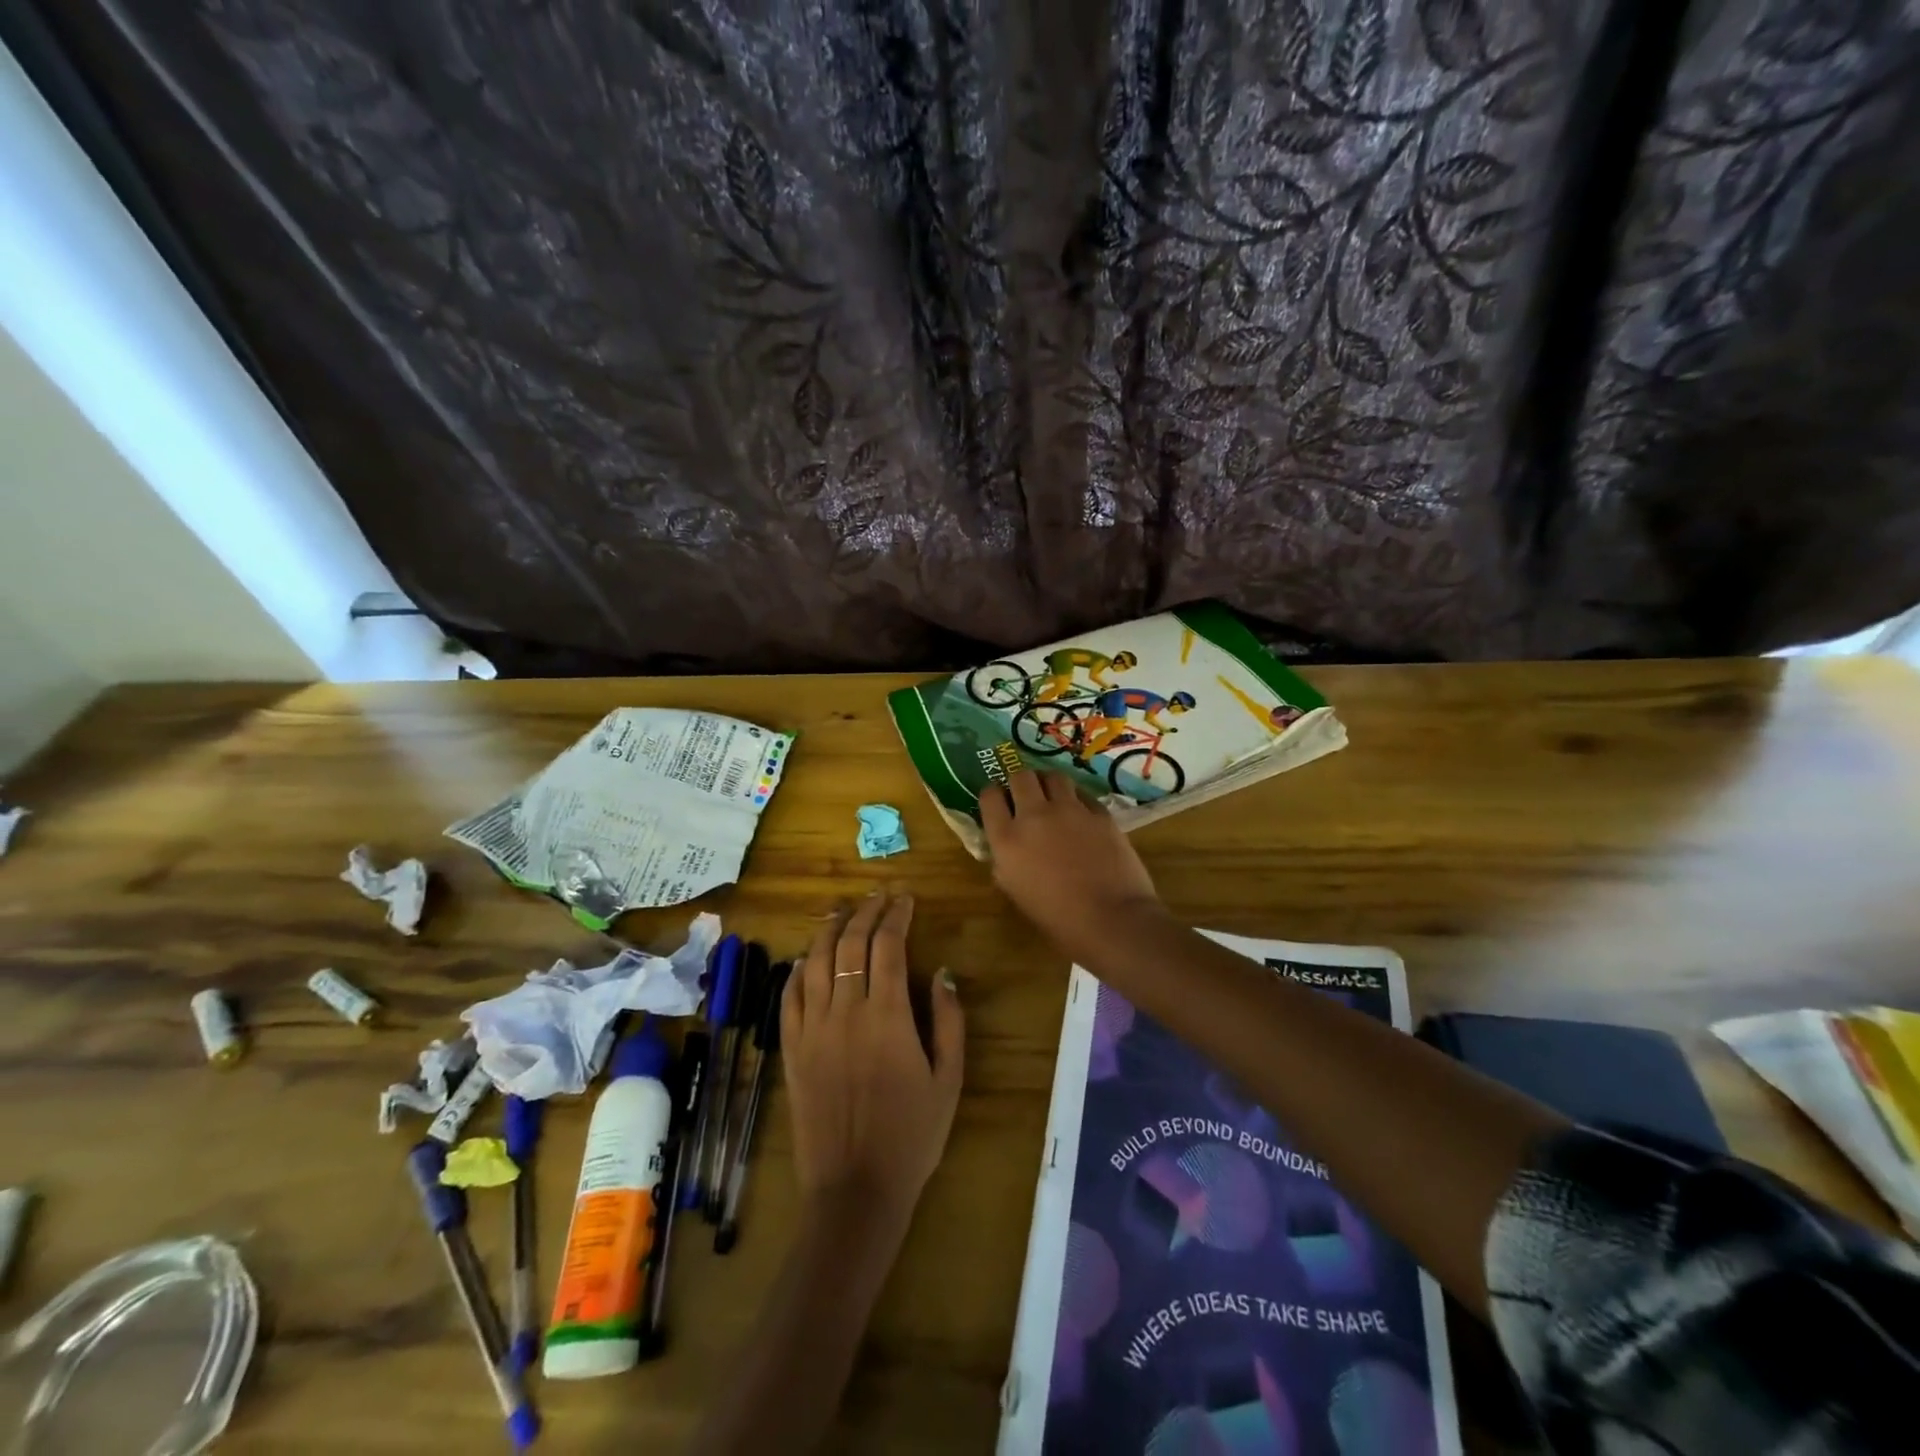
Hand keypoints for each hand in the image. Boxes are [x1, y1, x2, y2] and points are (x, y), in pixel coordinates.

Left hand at [782, 891, 964, 1218]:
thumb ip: (949, 1021)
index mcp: (887, 1016)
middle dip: (866, 912)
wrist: (855, 1190)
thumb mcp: (949, 1080)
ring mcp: (813, 1029)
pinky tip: (809, 957)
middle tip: (879, 896)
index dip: (896, 915)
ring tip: (843, 910)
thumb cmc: (912, 1136)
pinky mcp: (792, 1049)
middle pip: (851, 943)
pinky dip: (799, 968)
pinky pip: (790, 995)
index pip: (887, 945)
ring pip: (817, 961)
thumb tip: (943, 974)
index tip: (905, 899)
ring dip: (831, 929)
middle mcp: (845, 1012)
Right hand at [979, 770, 1162, 960]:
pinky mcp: (1099, 812)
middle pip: (1020, 776)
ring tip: (1053, 797)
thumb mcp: (1016, 892)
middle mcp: (1034, 815)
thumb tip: (1006, 848)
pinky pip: (1082, 794)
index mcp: (1007, 839)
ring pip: (1053, 776)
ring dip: (1048, 784)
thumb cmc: (1057, 919)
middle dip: (1020, 782)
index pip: (990, 796)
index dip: (993, 795)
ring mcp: (1069, 810)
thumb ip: (1005, 862)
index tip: (999, 802)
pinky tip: (1080, 814)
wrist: (1111, 919)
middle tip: (1025, 795)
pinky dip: (1076, 799)